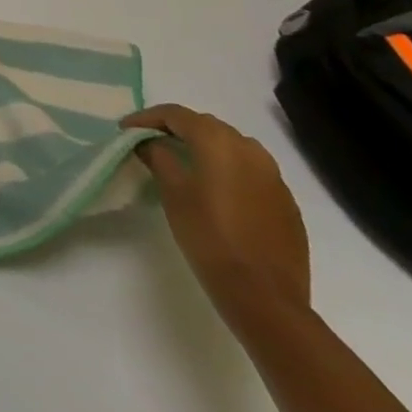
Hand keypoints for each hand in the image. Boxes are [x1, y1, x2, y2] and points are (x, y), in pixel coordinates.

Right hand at [121, 104, 310, 331]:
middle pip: (206, 125)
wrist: (264, 297)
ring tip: (183, 162)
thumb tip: (150, 142)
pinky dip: (228, 169)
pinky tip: (215, 190)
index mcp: (219, 142)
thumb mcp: (172, 192)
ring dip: (205, 147)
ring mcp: (274, 178)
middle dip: (176, 129)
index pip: (176, 114)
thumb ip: (158, 156)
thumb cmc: (209, 236)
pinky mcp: (286, 203)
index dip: (146, 118)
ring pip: (232, 146)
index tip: (125, 130)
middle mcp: (250, 150)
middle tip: (150, 142)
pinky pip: (251, 171)